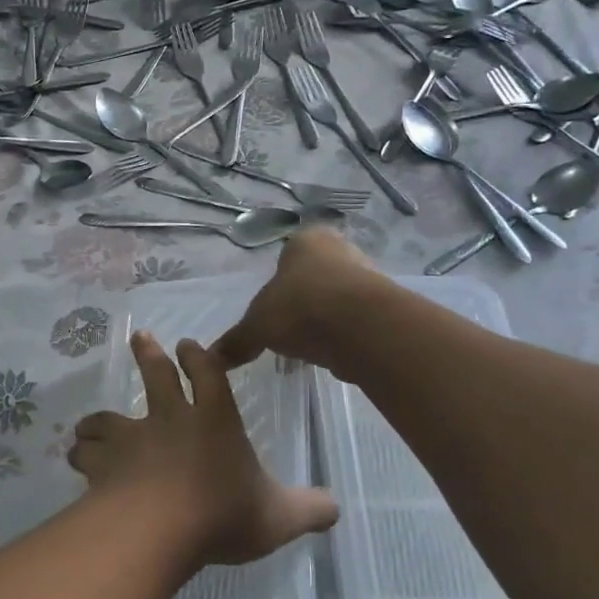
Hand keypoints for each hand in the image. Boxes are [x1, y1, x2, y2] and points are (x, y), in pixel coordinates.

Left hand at [68, 332, 336, 567]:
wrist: (157, 530)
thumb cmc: (222, 513)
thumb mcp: (279, 516)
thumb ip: (310, 510)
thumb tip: (336, 508)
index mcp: (214, 420)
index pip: (209, 374)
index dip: (200, 358)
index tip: (189, 345)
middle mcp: (169, 420)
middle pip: (156, 376)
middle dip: (149, 354)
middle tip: (140, 336)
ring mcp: (131, 440)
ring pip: (108, 417)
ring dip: (100, 418)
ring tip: (90, 421)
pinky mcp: (103, 465)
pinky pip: (86, 453)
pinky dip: (81, 452)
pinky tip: (77, 456)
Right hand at [213, 227, 385, 376]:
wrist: (362, 328)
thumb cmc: (300, 307)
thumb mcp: (257, 326)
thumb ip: (237, 340)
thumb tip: (213, 358)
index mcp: (307, 240)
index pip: (288, 253)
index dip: (278, 281)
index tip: (272, 308)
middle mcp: (341, 249)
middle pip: (315, 276)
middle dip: (302, 301)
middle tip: (288, 328)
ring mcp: (368, 277)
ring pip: (337, 298)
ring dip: (324, 320)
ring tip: (309, 347)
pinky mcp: (385, 307)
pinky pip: (356, 321)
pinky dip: (344, 335)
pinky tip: (333, 353)